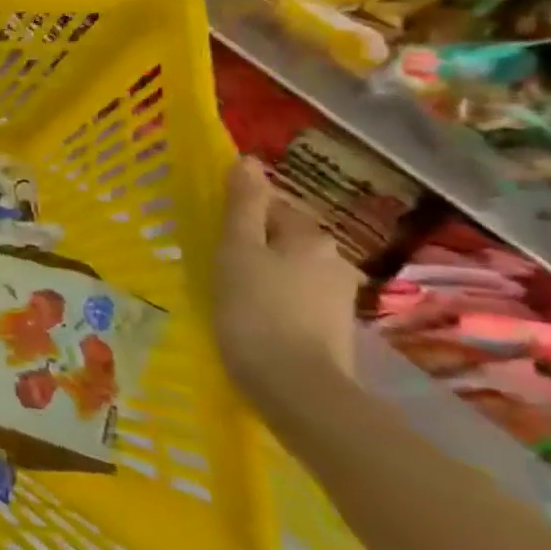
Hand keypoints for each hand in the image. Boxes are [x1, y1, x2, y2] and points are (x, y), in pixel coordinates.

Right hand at [214, 156, 359, 396]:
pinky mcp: (333, 328)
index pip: (273, 206)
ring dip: (265, 272)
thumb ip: (243, 206)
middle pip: (284, 237)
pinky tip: (254, 316)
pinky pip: (297, 297)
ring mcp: (338, 296)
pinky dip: (276, 299)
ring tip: (230, 291)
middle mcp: (333, 259)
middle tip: (215, 261)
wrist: (297, 387)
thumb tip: (247, 161)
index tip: (212, 231)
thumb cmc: (256, 310)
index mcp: (310, 236)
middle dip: (254, 243)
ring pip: (291, 268)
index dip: (240, 214)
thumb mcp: (237, 251)